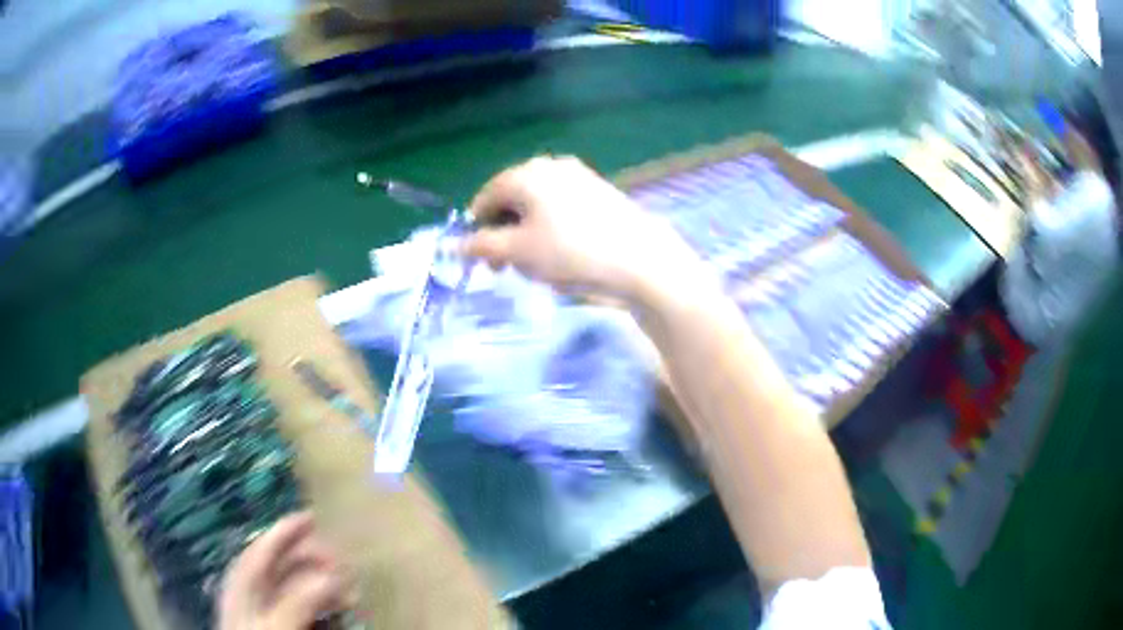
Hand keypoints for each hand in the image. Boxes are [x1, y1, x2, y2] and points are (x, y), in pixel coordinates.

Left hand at [217, 512, 352, 629]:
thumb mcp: (275, 628)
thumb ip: (296, 603)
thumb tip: (329, 577)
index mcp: (242, 587)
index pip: (261, 551)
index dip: (283, 531)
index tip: (313, 516)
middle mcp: (254, 594)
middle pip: (281, 566)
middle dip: (312, 559)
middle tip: (343, 561)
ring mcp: (269, 612)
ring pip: (296, 586)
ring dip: (323, 582)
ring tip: (350, 588)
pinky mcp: (284, 625)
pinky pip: (306, 606)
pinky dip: (324, 601)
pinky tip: (341, 605)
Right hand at [463, 157, 701, 299]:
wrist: (640, 259)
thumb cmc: (570, 253)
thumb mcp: (518, 253)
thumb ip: (482, 246)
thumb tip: (457, 245)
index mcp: (526, 173)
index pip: (485, 197)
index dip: (476, 229)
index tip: (481, 261)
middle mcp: (550, 166)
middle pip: (512, 197)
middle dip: (502, 231)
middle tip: (505, 266)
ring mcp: (579, 175)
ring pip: (537, 203)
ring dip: (525, 231)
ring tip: (533, 262)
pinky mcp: (599, 191)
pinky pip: (561, 206)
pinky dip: (550, 226)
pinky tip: (561, 250)